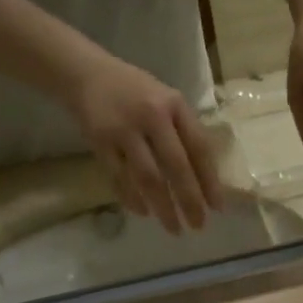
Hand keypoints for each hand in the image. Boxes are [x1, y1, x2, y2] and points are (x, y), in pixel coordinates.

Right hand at [71, 55, 223, 234]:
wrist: (85, 73)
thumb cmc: (135, 92)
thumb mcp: (166, 101)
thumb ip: (184, 132)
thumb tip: (205, 179)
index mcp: (174, 105)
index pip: (199, 147)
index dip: (209, 180)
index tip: (217, 208)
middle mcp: (151, 115)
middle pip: (176, 166)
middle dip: (189, 200)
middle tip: (198, 225)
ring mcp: (123, 129)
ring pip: (148, 177)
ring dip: (163, 207)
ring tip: (174, 228)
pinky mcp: (99, 141)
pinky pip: (119, 178)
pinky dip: (132, 198)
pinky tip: (144, 212)